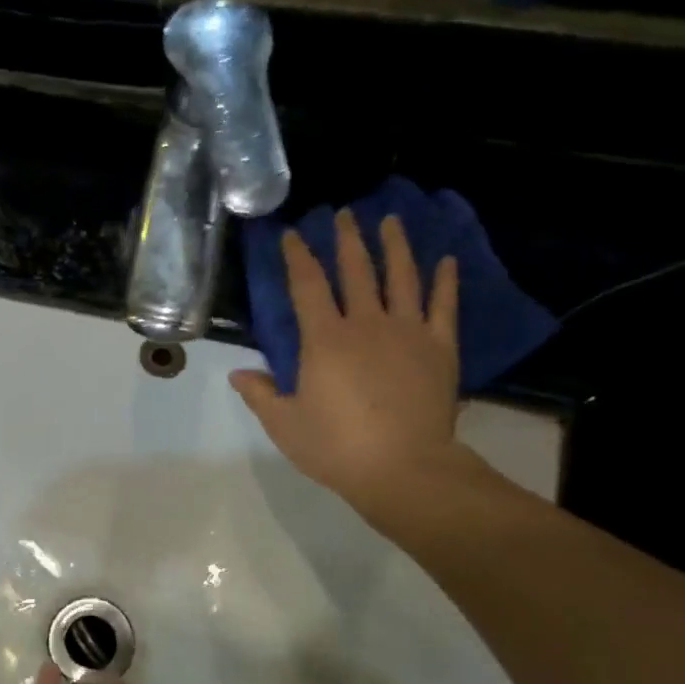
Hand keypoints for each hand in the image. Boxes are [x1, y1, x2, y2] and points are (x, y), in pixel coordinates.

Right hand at [231, 214, 465, 521]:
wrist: (404, 469)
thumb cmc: (336, 447)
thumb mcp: (284, 424)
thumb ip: (260, 394)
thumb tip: (238, 374)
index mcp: (323, 340)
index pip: (306, 286)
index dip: (297, 257)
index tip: (292, 233)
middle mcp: (365, 324)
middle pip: (356, 270)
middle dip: (347, 239)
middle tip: (344, 214)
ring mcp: (407, 332)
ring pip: (401, 277)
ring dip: (395, 246)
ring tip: (391, 221)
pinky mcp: (440, 348)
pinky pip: (444, 306)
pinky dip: (446, 281)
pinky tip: (446, 261)